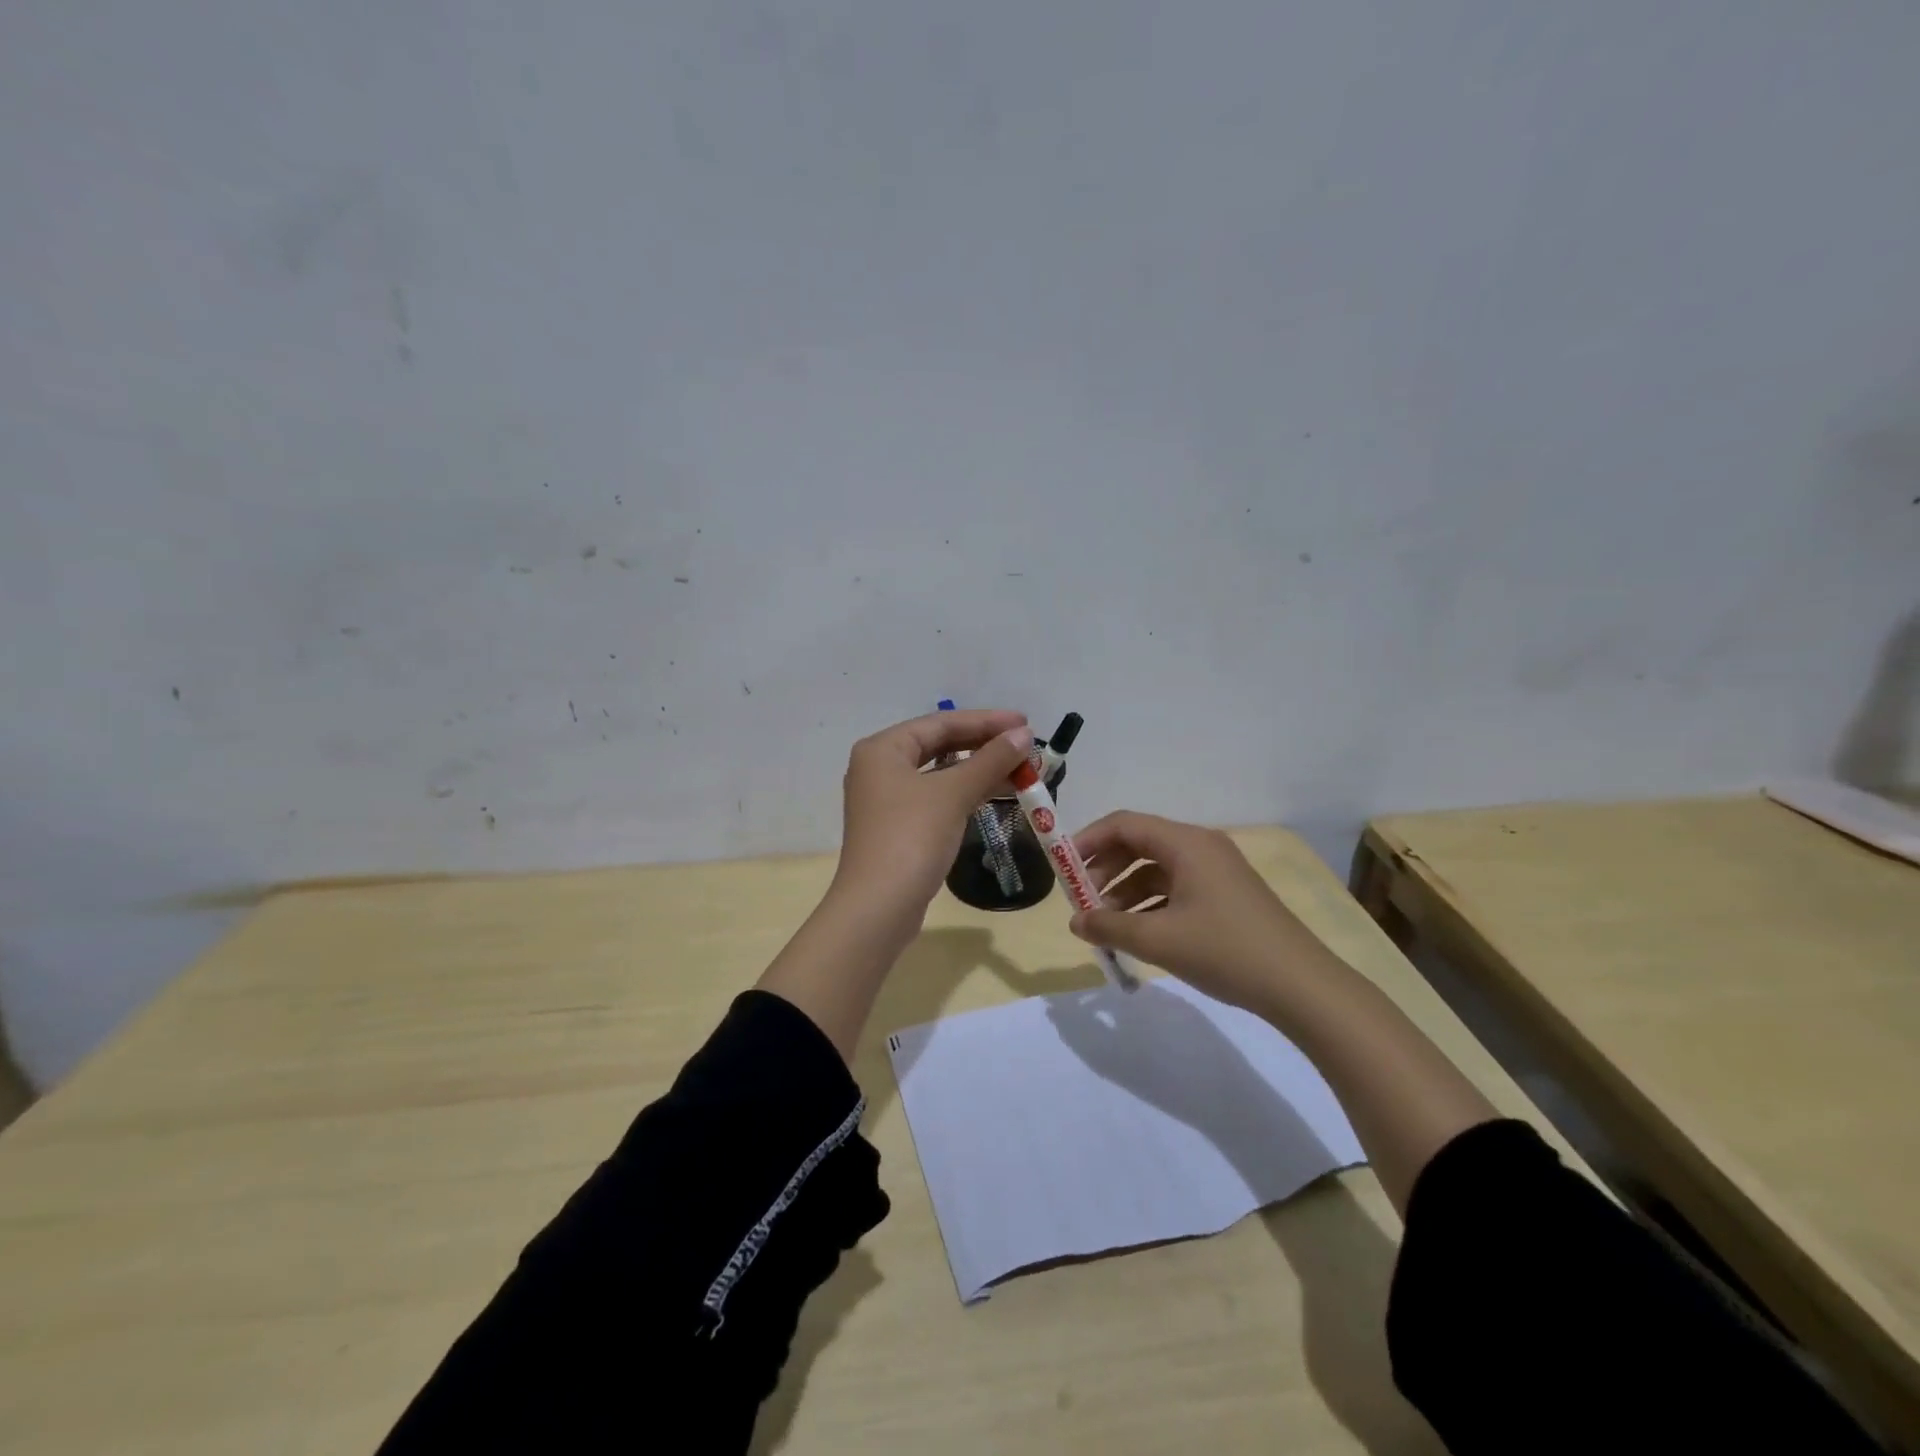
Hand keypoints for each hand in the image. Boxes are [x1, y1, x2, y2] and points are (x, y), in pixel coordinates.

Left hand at [830, 708, 1033, 930]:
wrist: (878, 908)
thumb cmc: (911, 838)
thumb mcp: (953, 793)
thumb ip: (990, 760)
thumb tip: (1024, 734)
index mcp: (883, 749)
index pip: (940, 723)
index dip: (985, 721)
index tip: (1025, 723)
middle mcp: (880, 768)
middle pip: (939, 745)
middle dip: (984, 745)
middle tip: (1026, 745)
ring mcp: (888, 800)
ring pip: (940, 773)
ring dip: (980, 770)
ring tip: (1022, 770)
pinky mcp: (899, 827)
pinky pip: (938, 797)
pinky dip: (967, 793)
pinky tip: (997, 793)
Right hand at [1068, 812, 1331, 1012]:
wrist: (1301, 986)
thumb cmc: (1225, 951)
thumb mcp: (1158, 940)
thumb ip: (1110, 927)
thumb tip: (1075, 921)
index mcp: (1185, 843)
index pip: (1124, 824)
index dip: (1088, 840)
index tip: (1062, 867)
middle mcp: (1200, 846)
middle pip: (1139, 843)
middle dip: (1105, 868)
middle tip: (1082, 900)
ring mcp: (1217, 870)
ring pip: (1157, 868)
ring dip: (1126, 890)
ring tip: (1106, 923)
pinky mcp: (1226, 894)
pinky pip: (1176, 886)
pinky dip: (1151, 903)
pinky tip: (1139, 932)